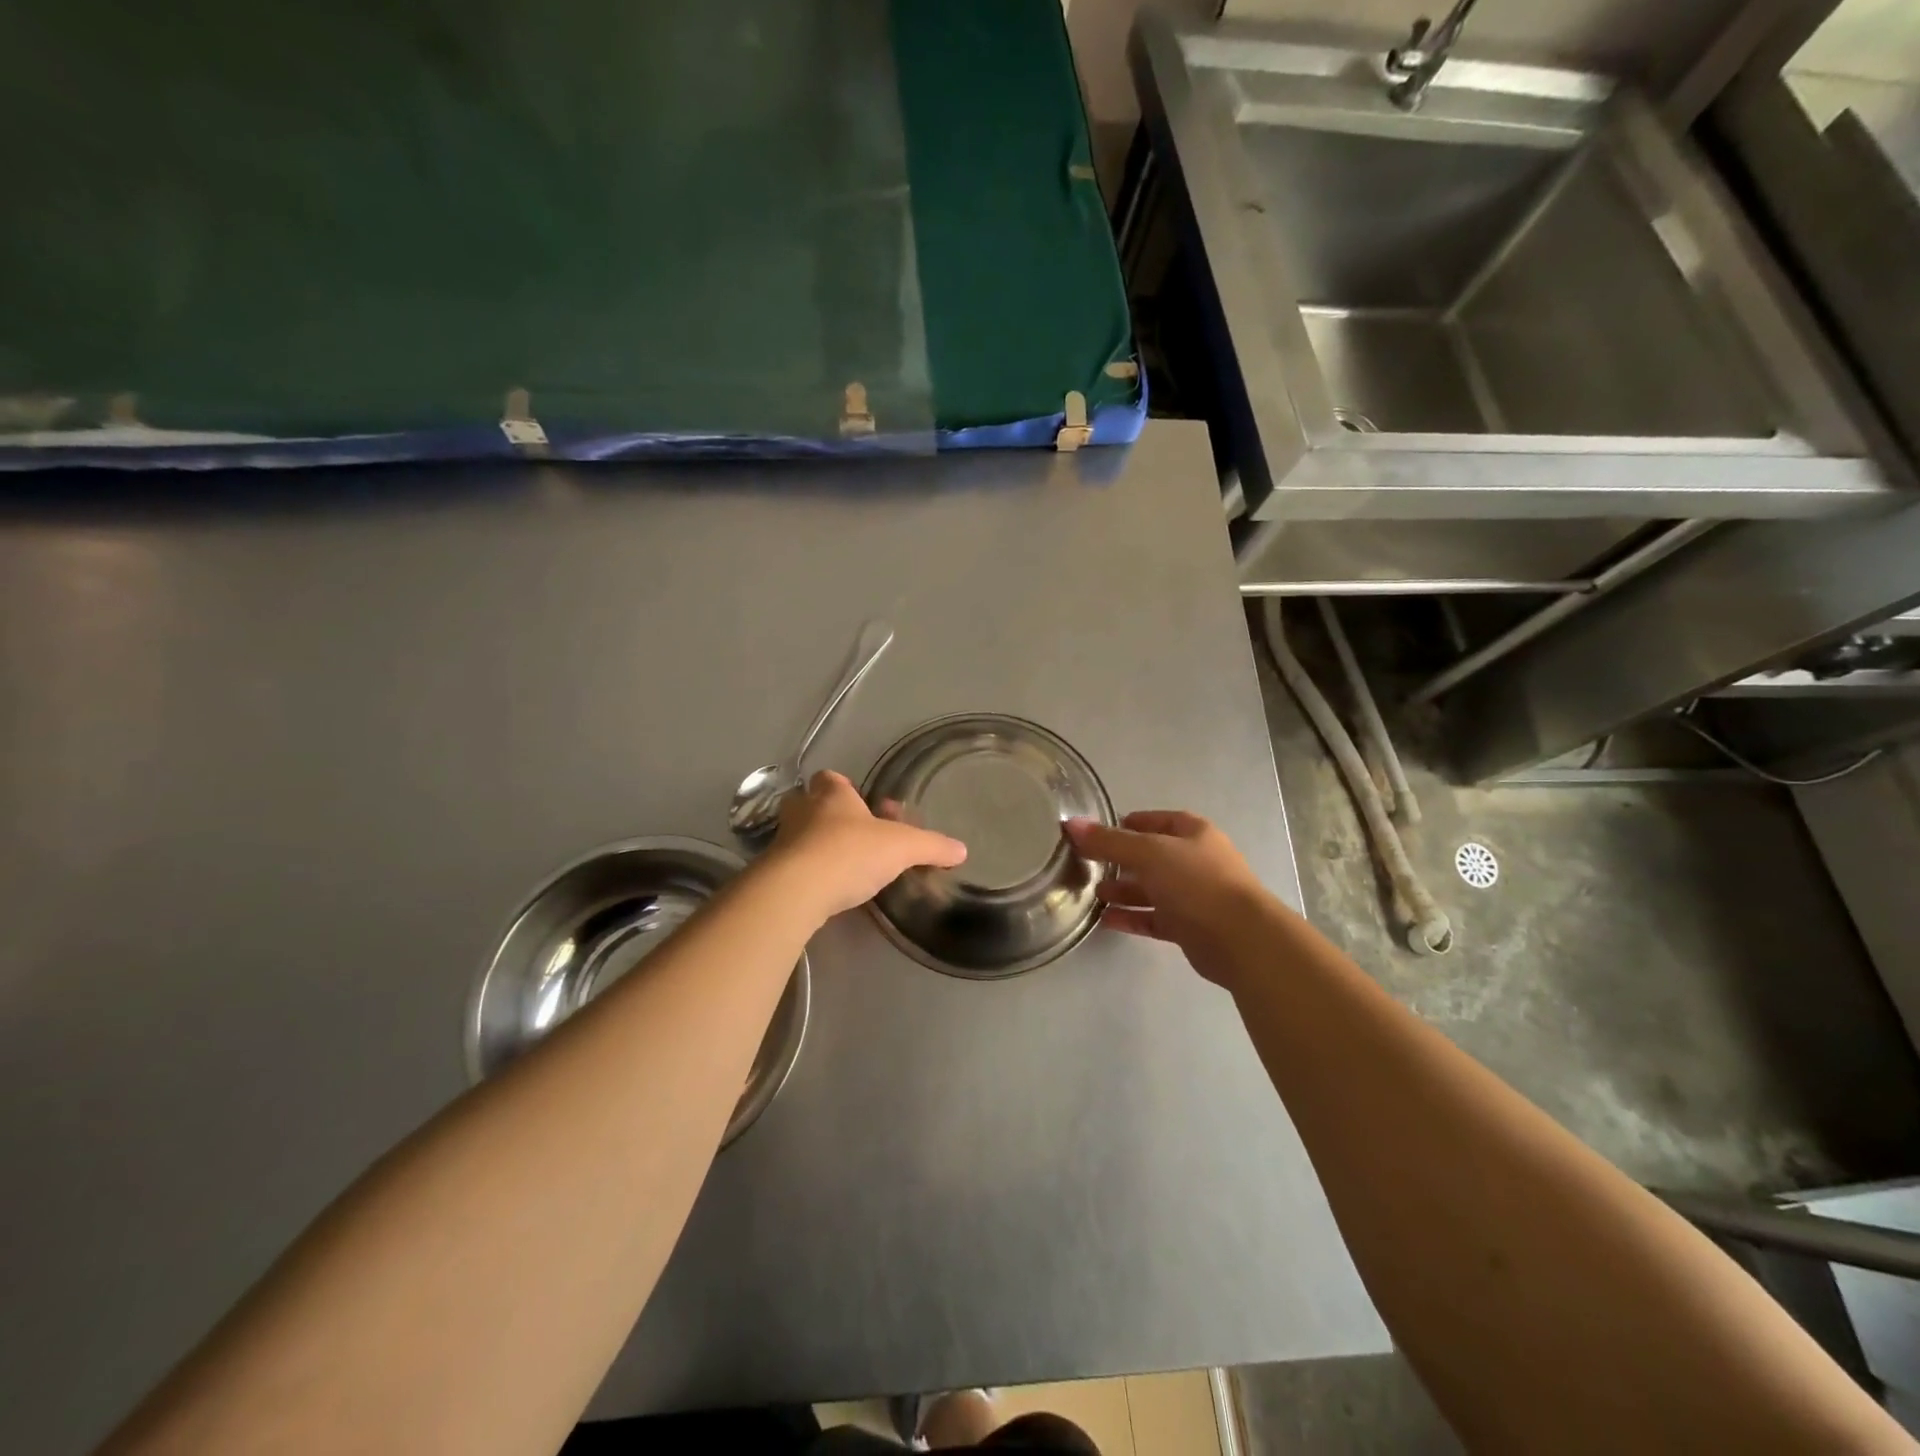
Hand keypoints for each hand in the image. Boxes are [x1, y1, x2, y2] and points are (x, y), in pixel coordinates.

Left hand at [767, 770, 966, 918]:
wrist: (797, 890)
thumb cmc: (850, 853)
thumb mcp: (902, 848)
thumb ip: (932, 847)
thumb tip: (962, 850)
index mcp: (832, 795)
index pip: (832, 778)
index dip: (845, 788)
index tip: (863, 805)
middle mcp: (803, 811)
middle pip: (809, 802)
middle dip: (827, 814)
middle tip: (851, 833)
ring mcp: (783, 841)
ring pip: (798, 834)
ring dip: (815, 844)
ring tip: (841, 864)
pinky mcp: (773, 872)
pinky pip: (791, 865)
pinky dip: (806, 872)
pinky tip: (824, 889)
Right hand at [1066, 810, 1273, 987]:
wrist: (1240, 939)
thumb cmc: (1196, 883)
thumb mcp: (1148, 853)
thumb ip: (1109, 841)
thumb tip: (1072, 824)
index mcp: (1193, 834)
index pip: (1158, 821)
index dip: (1131, 823)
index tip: (1101, 831)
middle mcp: (1196, 861)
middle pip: (1152, 856)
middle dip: (1121, 860)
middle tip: (1089, 864)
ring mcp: (1194, 896)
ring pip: (1152, 889)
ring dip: (1124, 890)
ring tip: (1093, 893)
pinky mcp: (1190, 928)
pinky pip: (1155, 918)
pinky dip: (1133, 917)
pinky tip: (1106, 920)